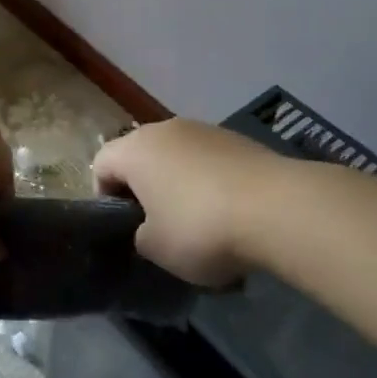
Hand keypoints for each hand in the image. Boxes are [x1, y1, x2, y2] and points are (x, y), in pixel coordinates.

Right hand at [92, 119, 284, 286]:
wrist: (276, 207)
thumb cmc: (200, 227)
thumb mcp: (156, 248)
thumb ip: (140, 234)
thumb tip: (150, 227)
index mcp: (135, 149)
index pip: (101, 164)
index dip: (104, 196)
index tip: (123, 227)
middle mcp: (166, 129)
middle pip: (141, 155)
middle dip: (144, 189)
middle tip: (158, 227)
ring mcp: (204, 129)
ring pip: (178, 157)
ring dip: (179, 185)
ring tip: (200, 224)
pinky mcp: (237, 139)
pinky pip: (210, 161)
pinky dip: (211, 182)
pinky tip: (230, 215)